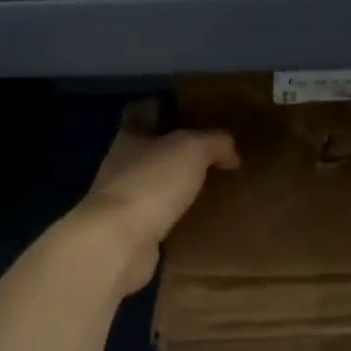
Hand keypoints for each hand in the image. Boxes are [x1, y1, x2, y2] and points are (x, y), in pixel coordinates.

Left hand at [74, 100, 238, 294]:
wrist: (120, 241)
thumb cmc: (151, 183)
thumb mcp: (192, 149)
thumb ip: (214, 142)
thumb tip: (231, 152)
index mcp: (129, 137)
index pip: (144, 113)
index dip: (165, 109)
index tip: (193, 113)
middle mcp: (122, 166)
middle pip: (150, 151)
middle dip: (177, 152)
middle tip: (213, 154)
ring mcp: (124, 201)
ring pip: (156, 186)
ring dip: (178, 187)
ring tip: (212, 188)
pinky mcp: (131, 232)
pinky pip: (160, 219)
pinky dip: (177, 218)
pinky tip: (201, 220)